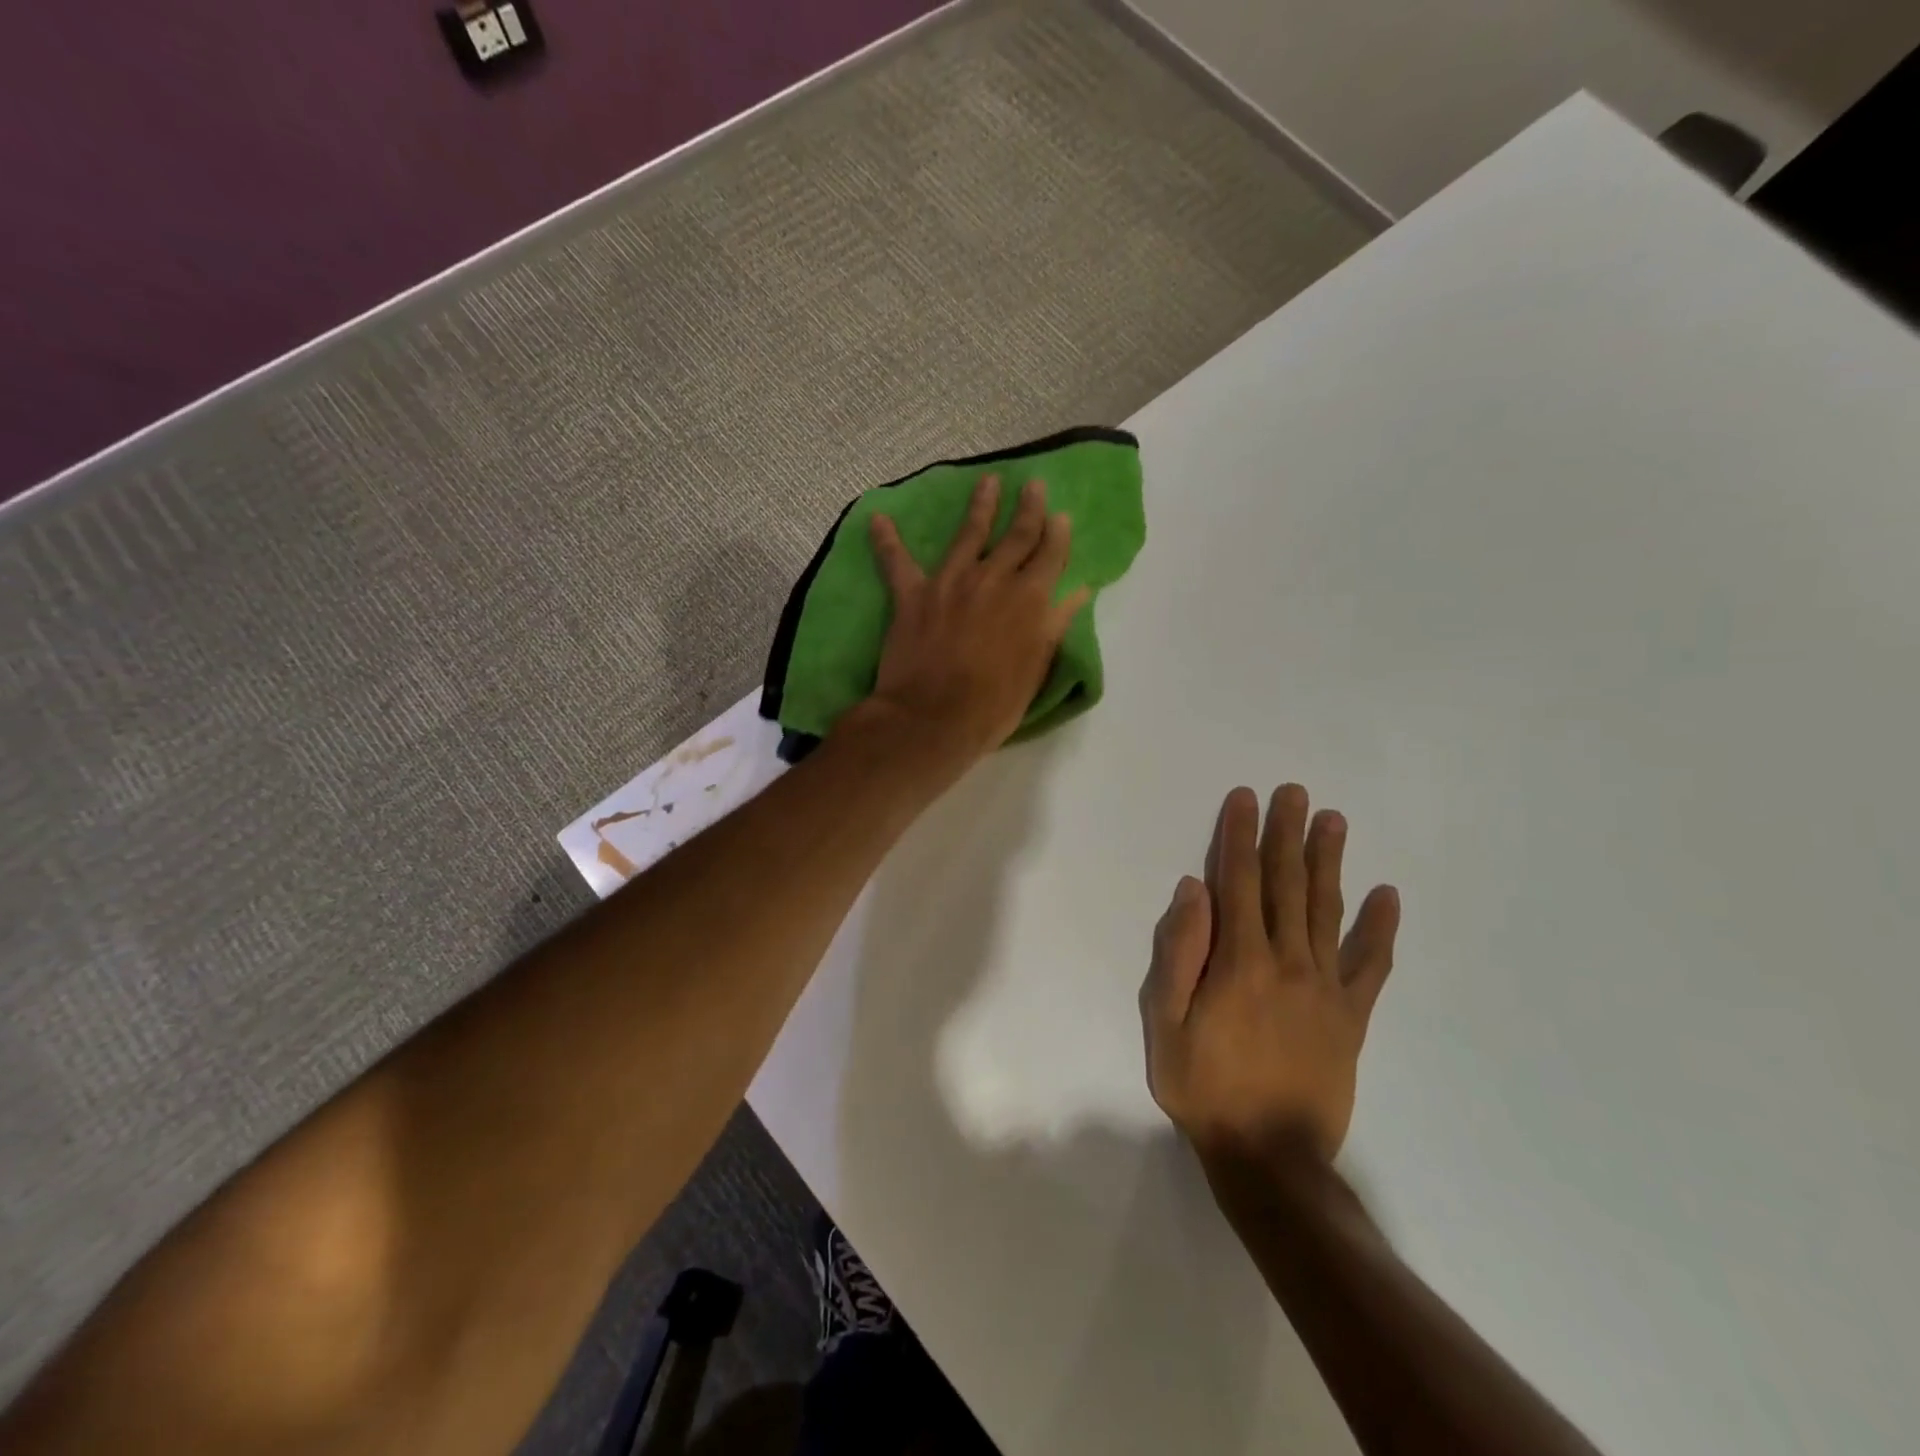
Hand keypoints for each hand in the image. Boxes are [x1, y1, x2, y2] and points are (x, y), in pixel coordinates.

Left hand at [861, 475, 1088, 764]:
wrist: (933, 718)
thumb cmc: (994, 703)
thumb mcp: (1036, 668)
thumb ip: (1054, 624)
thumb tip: (1078, 592)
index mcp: (1029, 598)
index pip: (1051, 555)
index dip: (1058, 534)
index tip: (1061, 516)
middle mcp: (993, 579)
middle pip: (1016, 535)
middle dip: (1028, 508)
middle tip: (1032, 484)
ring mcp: (950, 582)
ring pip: (967, 534)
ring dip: (979, 506)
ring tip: (986, 482)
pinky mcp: (912, 595)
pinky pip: (896, 563)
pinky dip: (886, 541)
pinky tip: (878, 519)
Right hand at [1139, 785, 1399, 1163]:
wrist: (1270, 1158)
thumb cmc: (1204, 1087)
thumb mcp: (1165, 1024)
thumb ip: (1179, 953)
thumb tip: (1193, 891)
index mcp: (1239, 960)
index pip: (1239, 881)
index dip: (1239, 836)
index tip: (1245, 798)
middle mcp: (1287, 961)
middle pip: (1287, 884)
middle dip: (1287, 833)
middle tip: (1294, 792)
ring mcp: (1325, 987)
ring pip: (1326, 910)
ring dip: (1329, 861)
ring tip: (1333, 821)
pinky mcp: (1351, 1016)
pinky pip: (1371, 965)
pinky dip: (1380, 928)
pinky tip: (1387, 896)